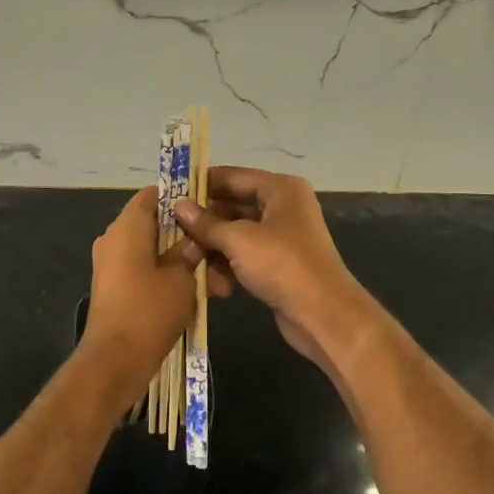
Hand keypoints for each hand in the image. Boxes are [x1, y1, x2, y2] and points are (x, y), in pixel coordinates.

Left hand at [80, 187, 230, 408]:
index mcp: (127, 227)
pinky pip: (145, 270)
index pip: (154, 194)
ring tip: (216, 286)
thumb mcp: (182, 279)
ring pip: (154, 251)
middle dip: (189, 238)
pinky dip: (168, 277)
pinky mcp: (114, 287)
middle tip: (218, 253)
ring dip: (183, 263)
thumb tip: (195, 239)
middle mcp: (114, 239)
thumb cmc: (149, 311)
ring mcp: (111, 264)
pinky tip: (197, 296)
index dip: (182, 197)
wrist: (114, 362)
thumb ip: (191, 252)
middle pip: (156, 224)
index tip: (209, 209)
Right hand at [175, 168, 380, 377]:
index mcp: (280, 189)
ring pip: (236, 234)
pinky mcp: (278, 264)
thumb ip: (206, 223)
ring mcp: (282, 237)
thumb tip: (177, 206)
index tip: (170, 192)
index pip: (233, 177)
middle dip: (204, 221)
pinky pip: (245, 256)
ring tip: (186, 259)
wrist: (324, 316)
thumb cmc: (282, 265)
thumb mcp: (239, 240)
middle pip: (233, 205)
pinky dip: (228, 266)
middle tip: (170, 230)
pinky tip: (210, 283)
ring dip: (212, 247)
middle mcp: (283, 207)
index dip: (201, 184)